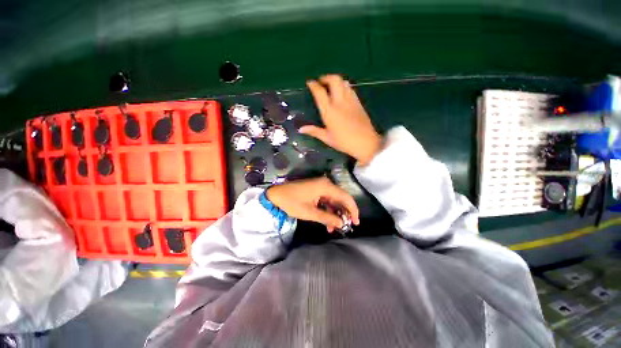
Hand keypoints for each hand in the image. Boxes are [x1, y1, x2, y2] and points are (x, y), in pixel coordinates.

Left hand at [266, 177, 359, 231]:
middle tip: (348, 226)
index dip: (353, 210)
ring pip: (334, 200)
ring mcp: (321, 186)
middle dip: (344, 213)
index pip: (345, 197)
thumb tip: (342, 224)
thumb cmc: (292, 202)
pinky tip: (328, 222)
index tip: (356, 222)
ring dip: (335, 213)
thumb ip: (327, 218)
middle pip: (341, 198)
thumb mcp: (310, 213)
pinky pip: (326, 200)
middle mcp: (326, 184)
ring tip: (335, 228)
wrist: (276, 194)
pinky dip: (328, 210)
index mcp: (325, 186)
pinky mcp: (316, 190)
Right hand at [301, 74, 382, 165]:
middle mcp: (339, 102)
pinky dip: (344, 86)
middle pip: (334, 80)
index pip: (320, 92)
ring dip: (336, 80)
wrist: (366, 143)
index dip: (313, 85)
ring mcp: (351, 101)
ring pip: (343, 82)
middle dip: (326, 77)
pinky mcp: (358, 102)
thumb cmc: (344, 142)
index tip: (309, 83)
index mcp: (329, 111)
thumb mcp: (327, 138)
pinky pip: (351, 88)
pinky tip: (342, 92)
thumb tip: (300, 129)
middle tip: (321, 82)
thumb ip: (314, 131)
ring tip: (331, 86)